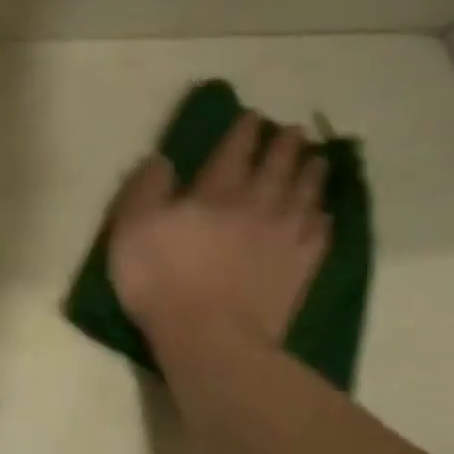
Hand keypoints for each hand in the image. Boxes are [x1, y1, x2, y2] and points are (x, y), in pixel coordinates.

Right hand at [108, 112, 329, 353]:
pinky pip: (320, 232)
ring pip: (305, 192)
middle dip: (284, 144)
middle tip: (291, 132)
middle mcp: (257, 204)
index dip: (243, 130)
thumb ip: (146, 189)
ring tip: (315, 160)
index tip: (252, 117)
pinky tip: (323, 212)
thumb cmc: (161, 280)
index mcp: (214, 192)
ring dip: (311, 171)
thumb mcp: (131, 229)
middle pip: (277, 164)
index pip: (234, 150)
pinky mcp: (301, 267)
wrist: (209, 336)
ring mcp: (284, 236)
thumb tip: (163, 160)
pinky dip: (323, 216)